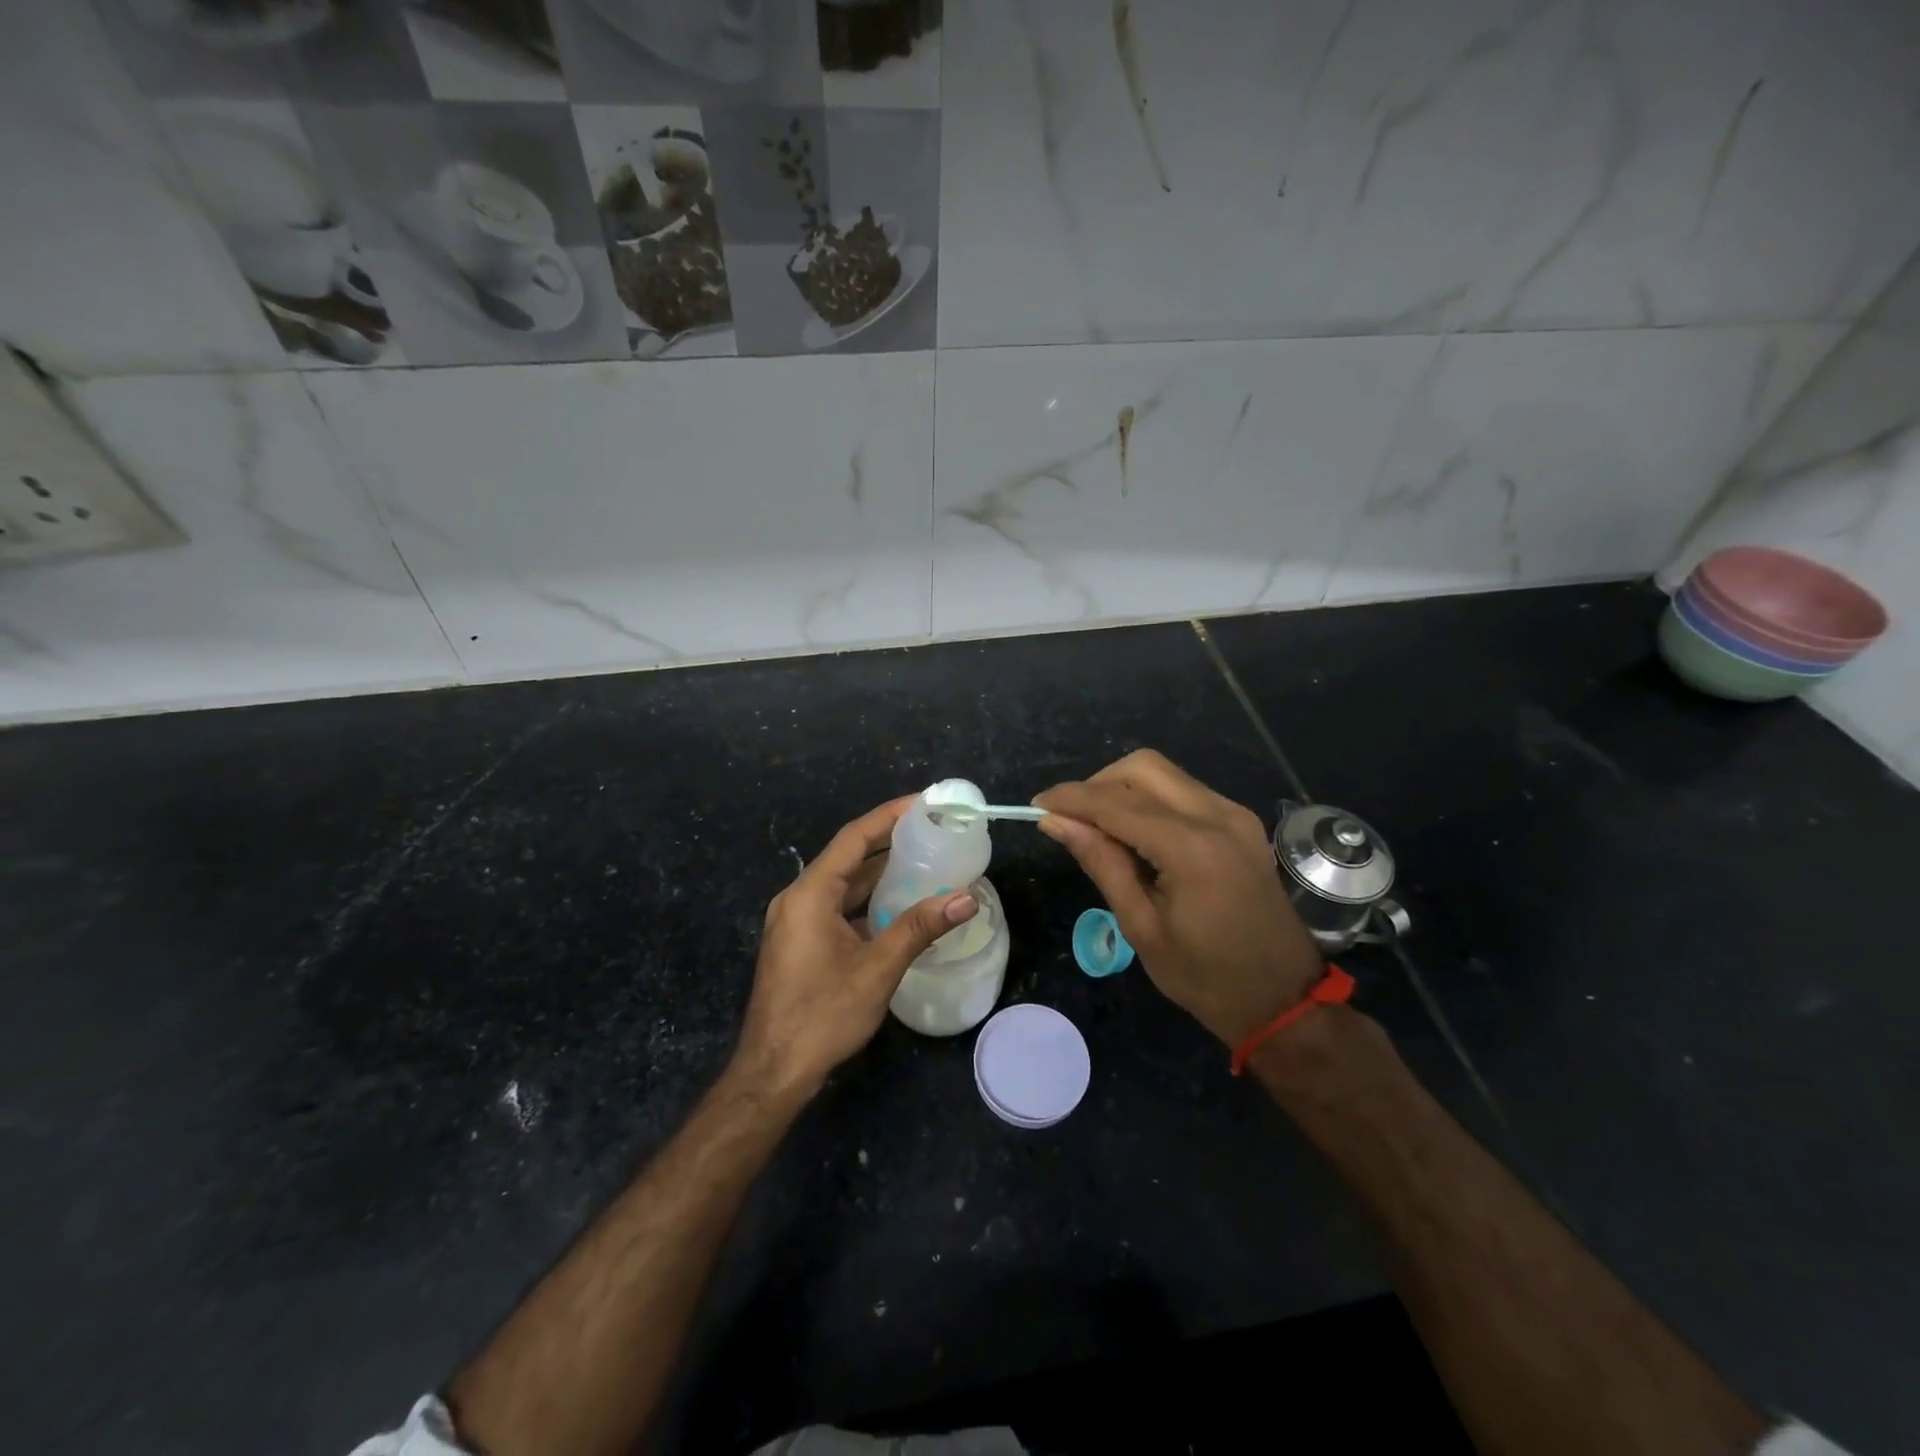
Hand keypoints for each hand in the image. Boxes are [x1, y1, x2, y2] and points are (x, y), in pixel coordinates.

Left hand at [735, 796, 978, 1095]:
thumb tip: (967, 898)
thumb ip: (920, 927)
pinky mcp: (800, 942)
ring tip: (923, 860)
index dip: (888, 816)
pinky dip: (867, 900)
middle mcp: (798, 899)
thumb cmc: (822, 1015)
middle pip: (848, 857)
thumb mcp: (877, 969)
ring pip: (843, 884)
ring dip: (879, 873)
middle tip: (931, 831)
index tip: (922, 802)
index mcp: (809, 894)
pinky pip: (837, 906)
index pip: (853, 838)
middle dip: (888, 842)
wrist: (774, 1071)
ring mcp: (795, 921)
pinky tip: (898, 905)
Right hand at [1035, 750, 1322, 1047]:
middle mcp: (1216, 816)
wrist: (1283, 1000)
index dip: (1070, 799)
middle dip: (1097, 784)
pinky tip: (1135, 833)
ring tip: (1097, 827)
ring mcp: (1234, 815)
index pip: (1115, 803)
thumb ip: (1101, 863)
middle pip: (1142, 768)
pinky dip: (1150, 800)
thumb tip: (1056, 822)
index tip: (1036, 806)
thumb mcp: (1142, 926)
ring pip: (1164, 774)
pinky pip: (1184, 792)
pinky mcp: (1241, 822)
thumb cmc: (1206, 977)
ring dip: (1123, 789)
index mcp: (1191, 847)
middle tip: (1071, 819)